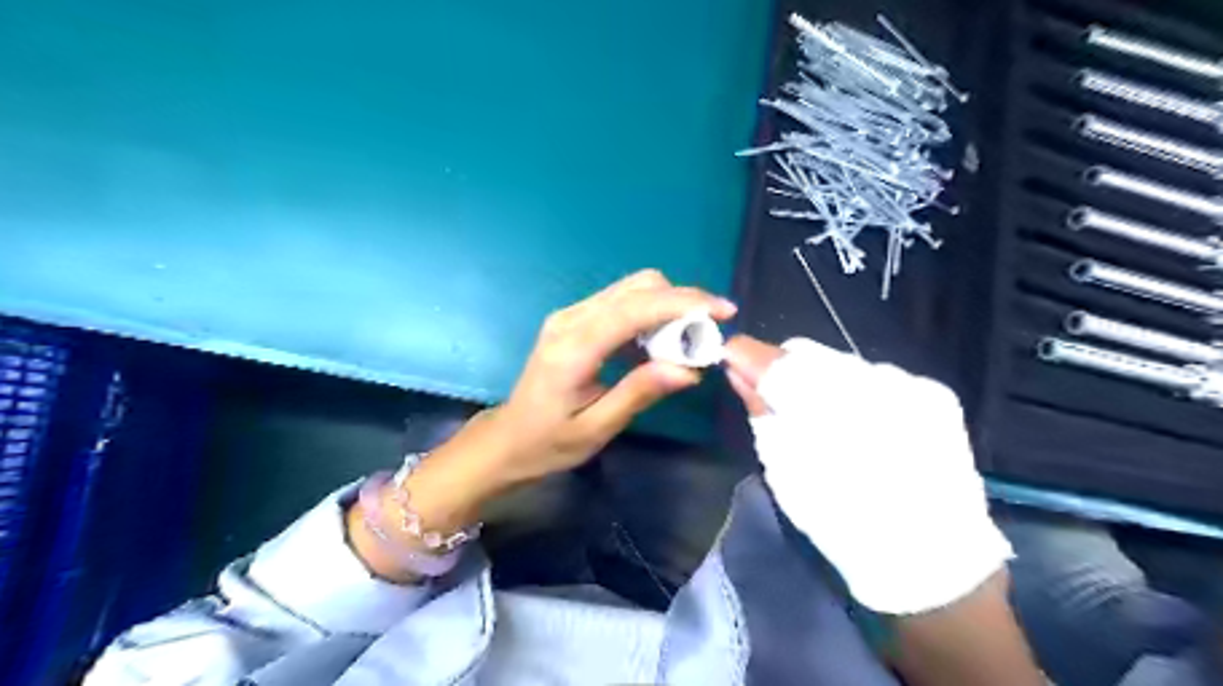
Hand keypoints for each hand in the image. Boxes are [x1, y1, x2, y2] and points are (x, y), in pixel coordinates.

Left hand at [492, 267, 735, 481]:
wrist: (508, 438)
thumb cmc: (549, 442)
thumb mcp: (597, 428)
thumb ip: (639, 393)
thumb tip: (689, 370)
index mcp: (573, 348)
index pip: (634, 309)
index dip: (682, 304)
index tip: (723, 311)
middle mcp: (571, 319)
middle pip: (637, 287)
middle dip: (681, 302)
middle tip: (706, 337)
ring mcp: (570, 315)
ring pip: (631, 289)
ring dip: (667, 307)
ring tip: (685, 345)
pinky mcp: (574, 319)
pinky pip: (621, 302)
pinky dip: (650, 314)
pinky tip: (658, 344)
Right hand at [720, 334, 1006, 613]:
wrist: (930, 554)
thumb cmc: (840, 520)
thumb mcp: (784, 472)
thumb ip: (760, 413)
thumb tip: (739, 373)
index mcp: (823, 411)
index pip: (773, 361)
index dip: (746, 355)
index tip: (730, 357)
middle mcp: (868, 383)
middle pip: (806, 353)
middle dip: (783, 369)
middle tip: (776, 396)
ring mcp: (907, 383)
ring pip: (841, 362)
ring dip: (822, 380)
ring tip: (828, 417)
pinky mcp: (935, 392)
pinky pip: (879, 375)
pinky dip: (860, 391)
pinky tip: (868, 423)